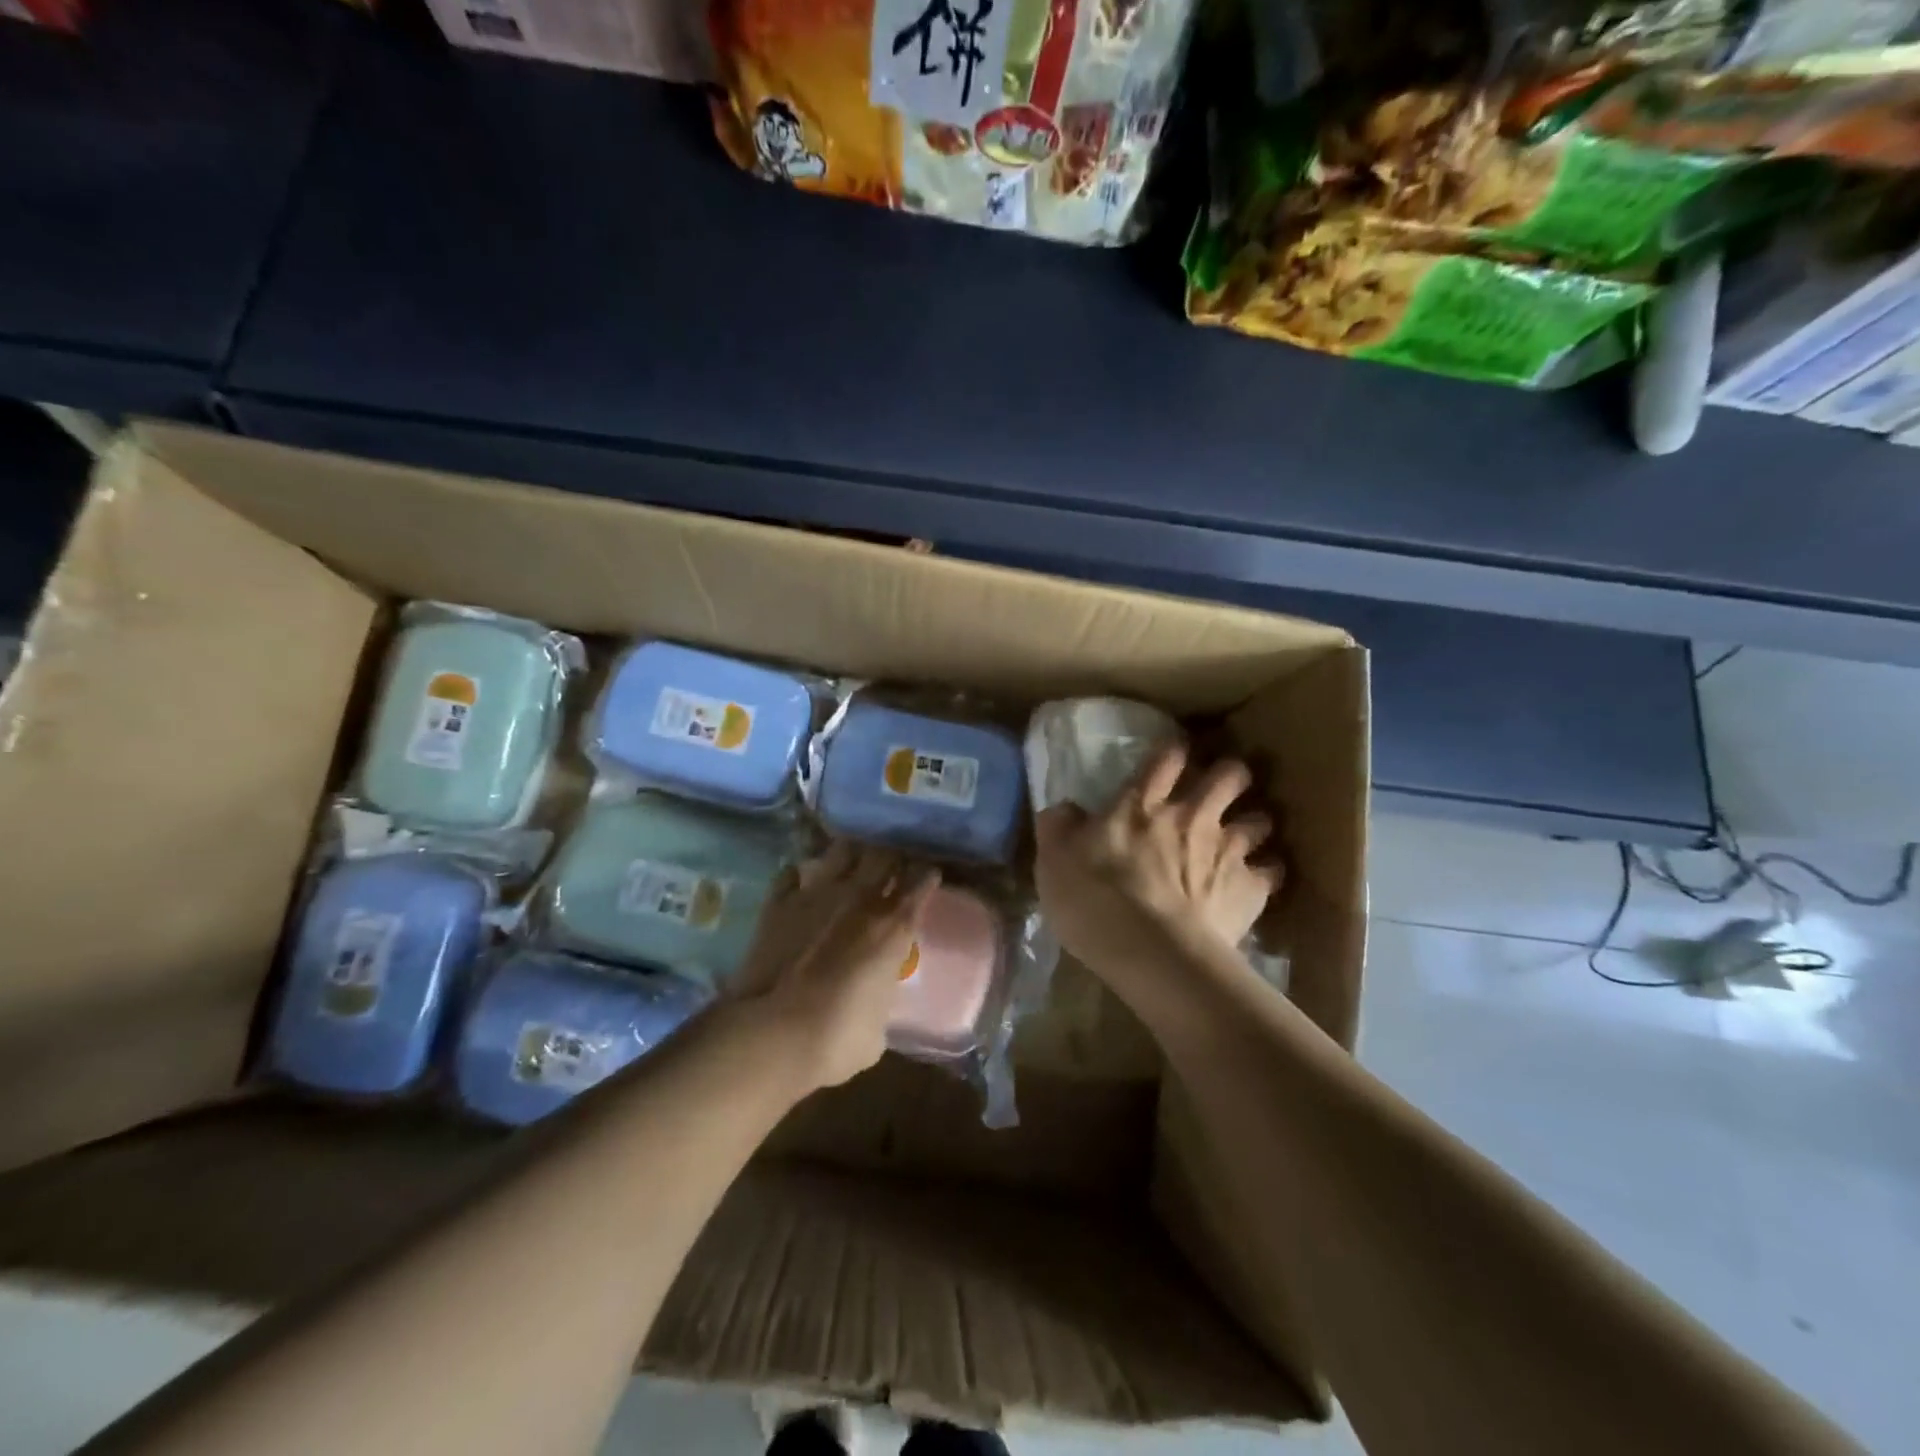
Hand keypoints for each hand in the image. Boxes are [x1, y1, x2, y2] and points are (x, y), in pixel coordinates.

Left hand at [730, 842, 940, 1091]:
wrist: (774, 1032)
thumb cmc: (837, 1038)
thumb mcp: (878, 1027)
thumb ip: (881, 996)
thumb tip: (873, 997)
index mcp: (894, 926)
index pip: (920, 882)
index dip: (926, 876)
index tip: (928, 875)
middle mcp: (860, 898)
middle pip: (884, 855)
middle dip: (891, 857)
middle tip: (891, 865)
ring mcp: (817, 893)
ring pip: (842, 850)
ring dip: (850, 855)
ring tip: (850, 862)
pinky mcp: (780, 901)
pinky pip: (793, 873)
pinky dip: (801, 875)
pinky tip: (802, 883)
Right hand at [1035, 742, 1281, 980]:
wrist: (1151, 953)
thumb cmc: (1094, 902)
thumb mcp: (1053, 861)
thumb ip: (1059, 827)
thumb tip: (1063, 809)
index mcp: (1141, 805)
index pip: (1166, 759)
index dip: (1174, 752)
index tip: (1177, 753)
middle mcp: (1191, 816)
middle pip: (1228, 776)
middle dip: (1231, 774)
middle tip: (1225, 785)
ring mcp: (1227, 850)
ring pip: (1259, 820)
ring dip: (1254, 823)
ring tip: (1247, 835)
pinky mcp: (1251, 888)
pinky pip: (1273, 871)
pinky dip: (1267, 873)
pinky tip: (1259, 881)